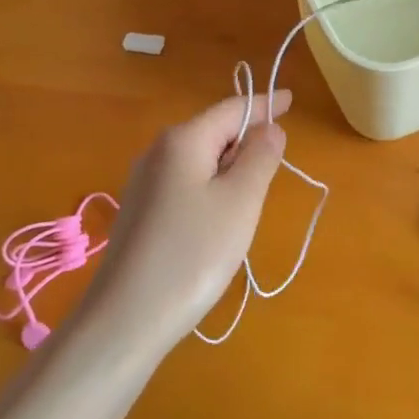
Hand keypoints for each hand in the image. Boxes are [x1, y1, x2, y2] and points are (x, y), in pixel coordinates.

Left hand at [79, 92, 290, 350]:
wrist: (126, 319)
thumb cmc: (193, 254)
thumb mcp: (241, 201)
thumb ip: (260, 157)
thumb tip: (270, 127)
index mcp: (184, 140)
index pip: (232, 109)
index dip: (265, 103)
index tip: (292, 99)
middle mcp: (158, 152)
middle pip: (215, 133)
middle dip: (247, 143)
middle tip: (276, 169)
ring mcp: (144, 184)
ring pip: (201, 162)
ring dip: (230, 171)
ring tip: (250, 202)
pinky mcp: (141, 213)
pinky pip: (187, 186)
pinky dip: (211, 191)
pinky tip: (218, 225)